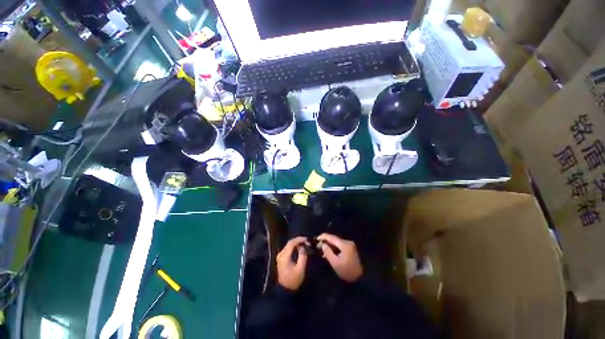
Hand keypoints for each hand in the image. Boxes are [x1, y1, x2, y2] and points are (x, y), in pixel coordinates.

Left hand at [276, 237, 308, 290]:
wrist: (284, 291)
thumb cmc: (293, 281)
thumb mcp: (300, 269)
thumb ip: (303, 255)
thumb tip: (303, 247)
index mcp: (284, 256)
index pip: (292, 243)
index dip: (300, 239)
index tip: (307, 240)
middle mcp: (281, 254)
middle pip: (290, 243)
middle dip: (299, 241)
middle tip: (307, 242)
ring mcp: (280, 256)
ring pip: (289, 245)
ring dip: (297, 244)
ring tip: (305, 245)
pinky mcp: (281, 259)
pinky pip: (288, 249)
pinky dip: (294, 247)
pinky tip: (300, 249)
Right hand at [317, 233, 362, 281]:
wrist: (360, 278)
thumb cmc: (346, 271)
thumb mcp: (335, 263)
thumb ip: (328, 252)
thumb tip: (323, 244)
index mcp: (344, 245)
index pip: (332, 237)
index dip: (323, 237)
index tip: (316, 239)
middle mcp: (347, 242)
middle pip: (334, 239)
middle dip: (326, 241)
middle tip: (318, 245)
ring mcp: (349, 245)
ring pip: (336, 242)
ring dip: (330, 245)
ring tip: (322, 249)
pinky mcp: (350, 248)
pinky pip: (340, 245)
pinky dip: (334, 248)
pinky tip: (329, 252)